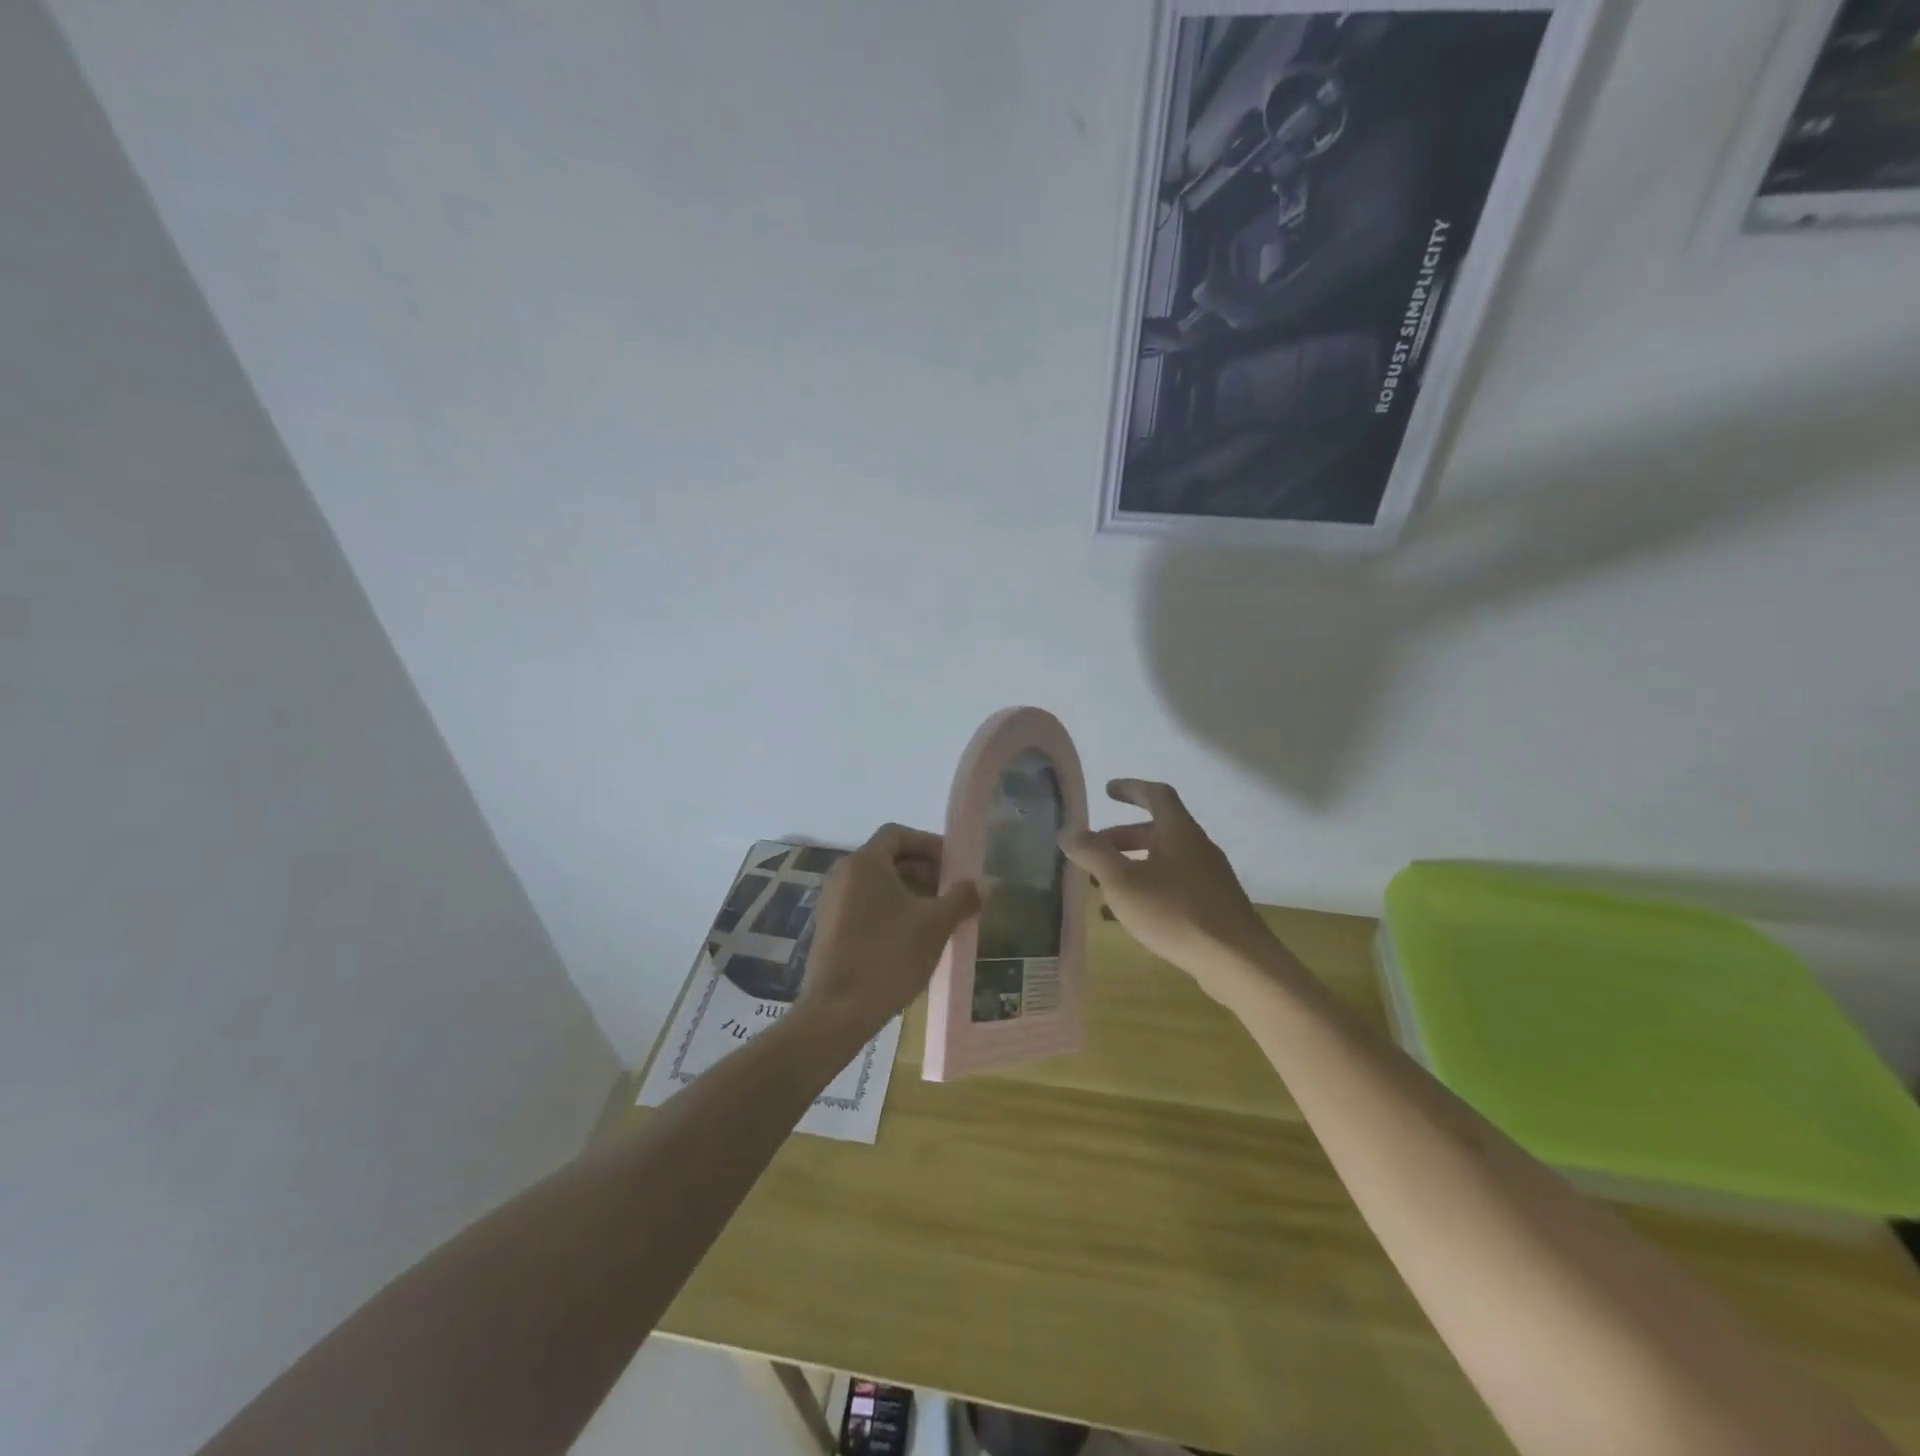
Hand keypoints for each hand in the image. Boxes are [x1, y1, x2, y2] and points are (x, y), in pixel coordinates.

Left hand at [797, 823, 981, 1043]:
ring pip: (877, 885)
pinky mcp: (829, 929)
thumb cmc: (889, 956)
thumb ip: (960, 898)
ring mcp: (832, 903)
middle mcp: (843, 875)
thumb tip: (979, 885)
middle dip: (923, 871)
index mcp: (864, 863)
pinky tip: (913, 938)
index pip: (897, 834)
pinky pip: (865, 905)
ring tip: (938, 917)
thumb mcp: (935, 925)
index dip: (928, 844)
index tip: (952, 865)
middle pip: (888, 858)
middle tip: (951, 893)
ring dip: (910, 893)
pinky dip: (891, 911)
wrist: (838, 1011)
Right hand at [1060, 779, 1277, 1004]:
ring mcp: (1210, 877)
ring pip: (1165, 859)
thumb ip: (1093, 853)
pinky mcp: (1214, 905)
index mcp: (1179, 831)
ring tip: (1104, 885)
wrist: (1237, 962)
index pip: (1156, 795)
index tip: (1108, 792)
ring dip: (1133, 864)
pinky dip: (1148, 887)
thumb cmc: (1175, 912)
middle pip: (1158, 830)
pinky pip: (1174, 884)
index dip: (1131, 789)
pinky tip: (1130, 916)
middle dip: (1123, 836)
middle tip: (1095, 849)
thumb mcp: (1122, 882)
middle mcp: (1198, 847)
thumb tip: (1068, 831)